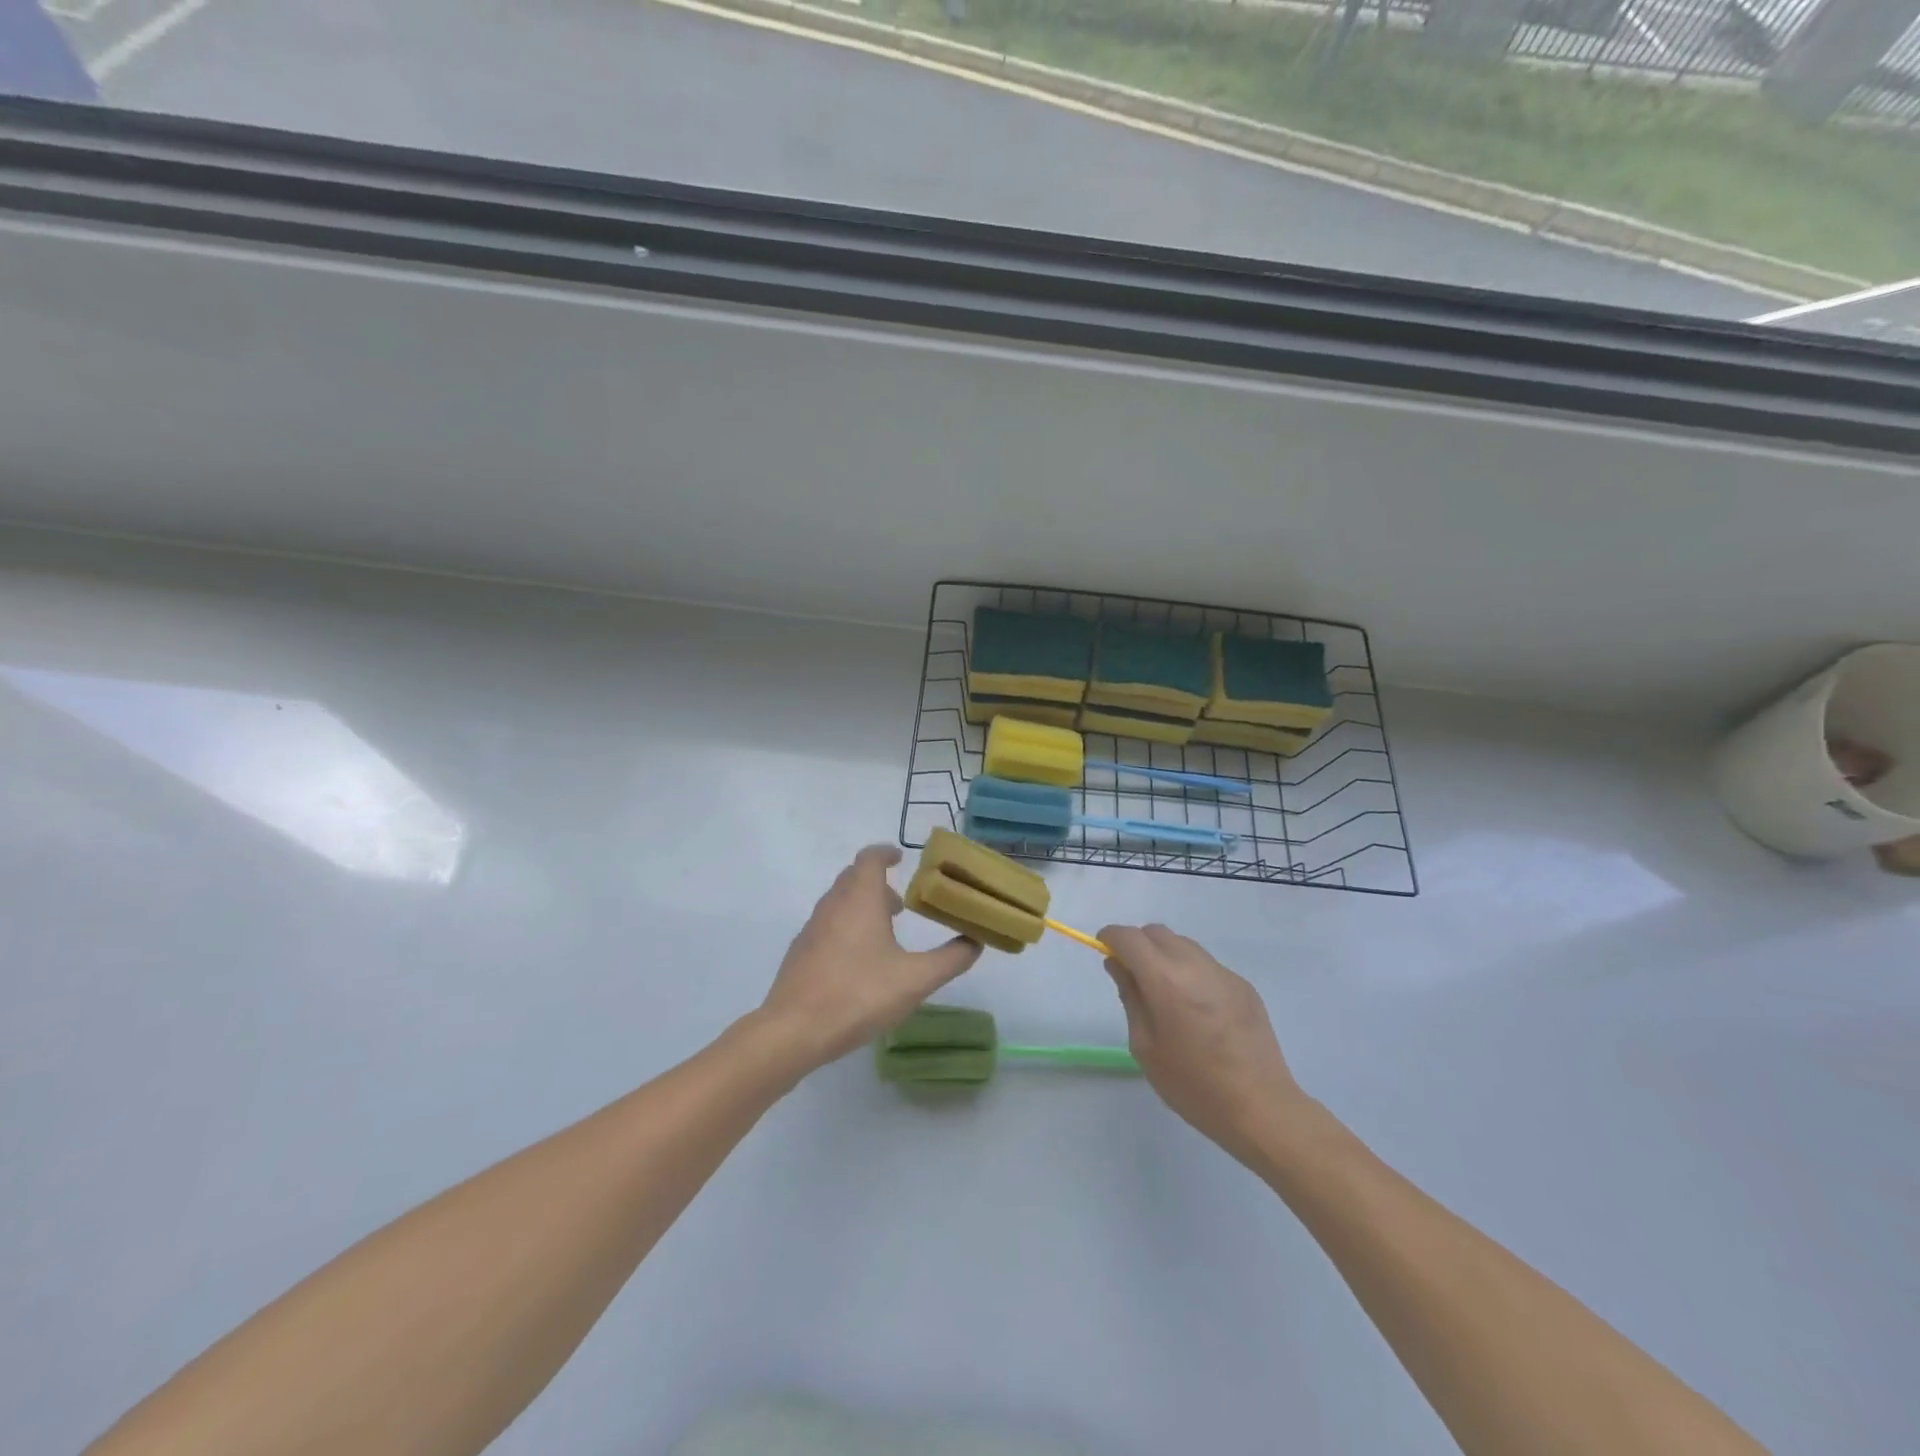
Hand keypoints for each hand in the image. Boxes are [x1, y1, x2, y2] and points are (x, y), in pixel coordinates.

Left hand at [758, 845, 980, 1072]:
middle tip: (901, 903)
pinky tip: (858, 961)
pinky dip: (846, 926)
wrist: (793, 1030)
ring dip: (861, 906)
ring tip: (884, 933)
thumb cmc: (858, 995)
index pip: (870, 858)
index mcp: (860, 899)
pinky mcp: (800, 952)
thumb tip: (975, 942)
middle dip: (877, 882)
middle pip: (853, 877)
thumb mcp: (915, 980)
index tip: (901, 858)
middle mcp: (833, 905)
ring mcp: (812, 928)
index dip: (885, 853)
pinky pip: (827, 925)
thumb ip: (950, 959)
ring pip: (838, 902)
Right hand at [1099, 924, 1307, 1164]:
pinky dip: (1192, 973)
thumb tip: (1118, 965)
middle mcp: (1195, 965)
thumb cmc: (1193, 1085)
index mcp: (1166, 980)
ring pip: (1184, 945)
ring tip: (1168, 996)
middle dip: (1138, 945)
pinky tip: (1198, 1011)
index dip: (1111, 938)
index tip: (1105, 952)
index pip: (1129, 937)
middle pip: (1157, 933)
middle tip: (1135, 979)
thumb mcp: (1145, 1046)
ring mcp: (1224, 973)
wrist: (1261, 1108)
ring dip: (1166, 956)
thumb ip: (1130, 997)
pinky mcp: (1244, 986)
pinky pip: (1207, 965)